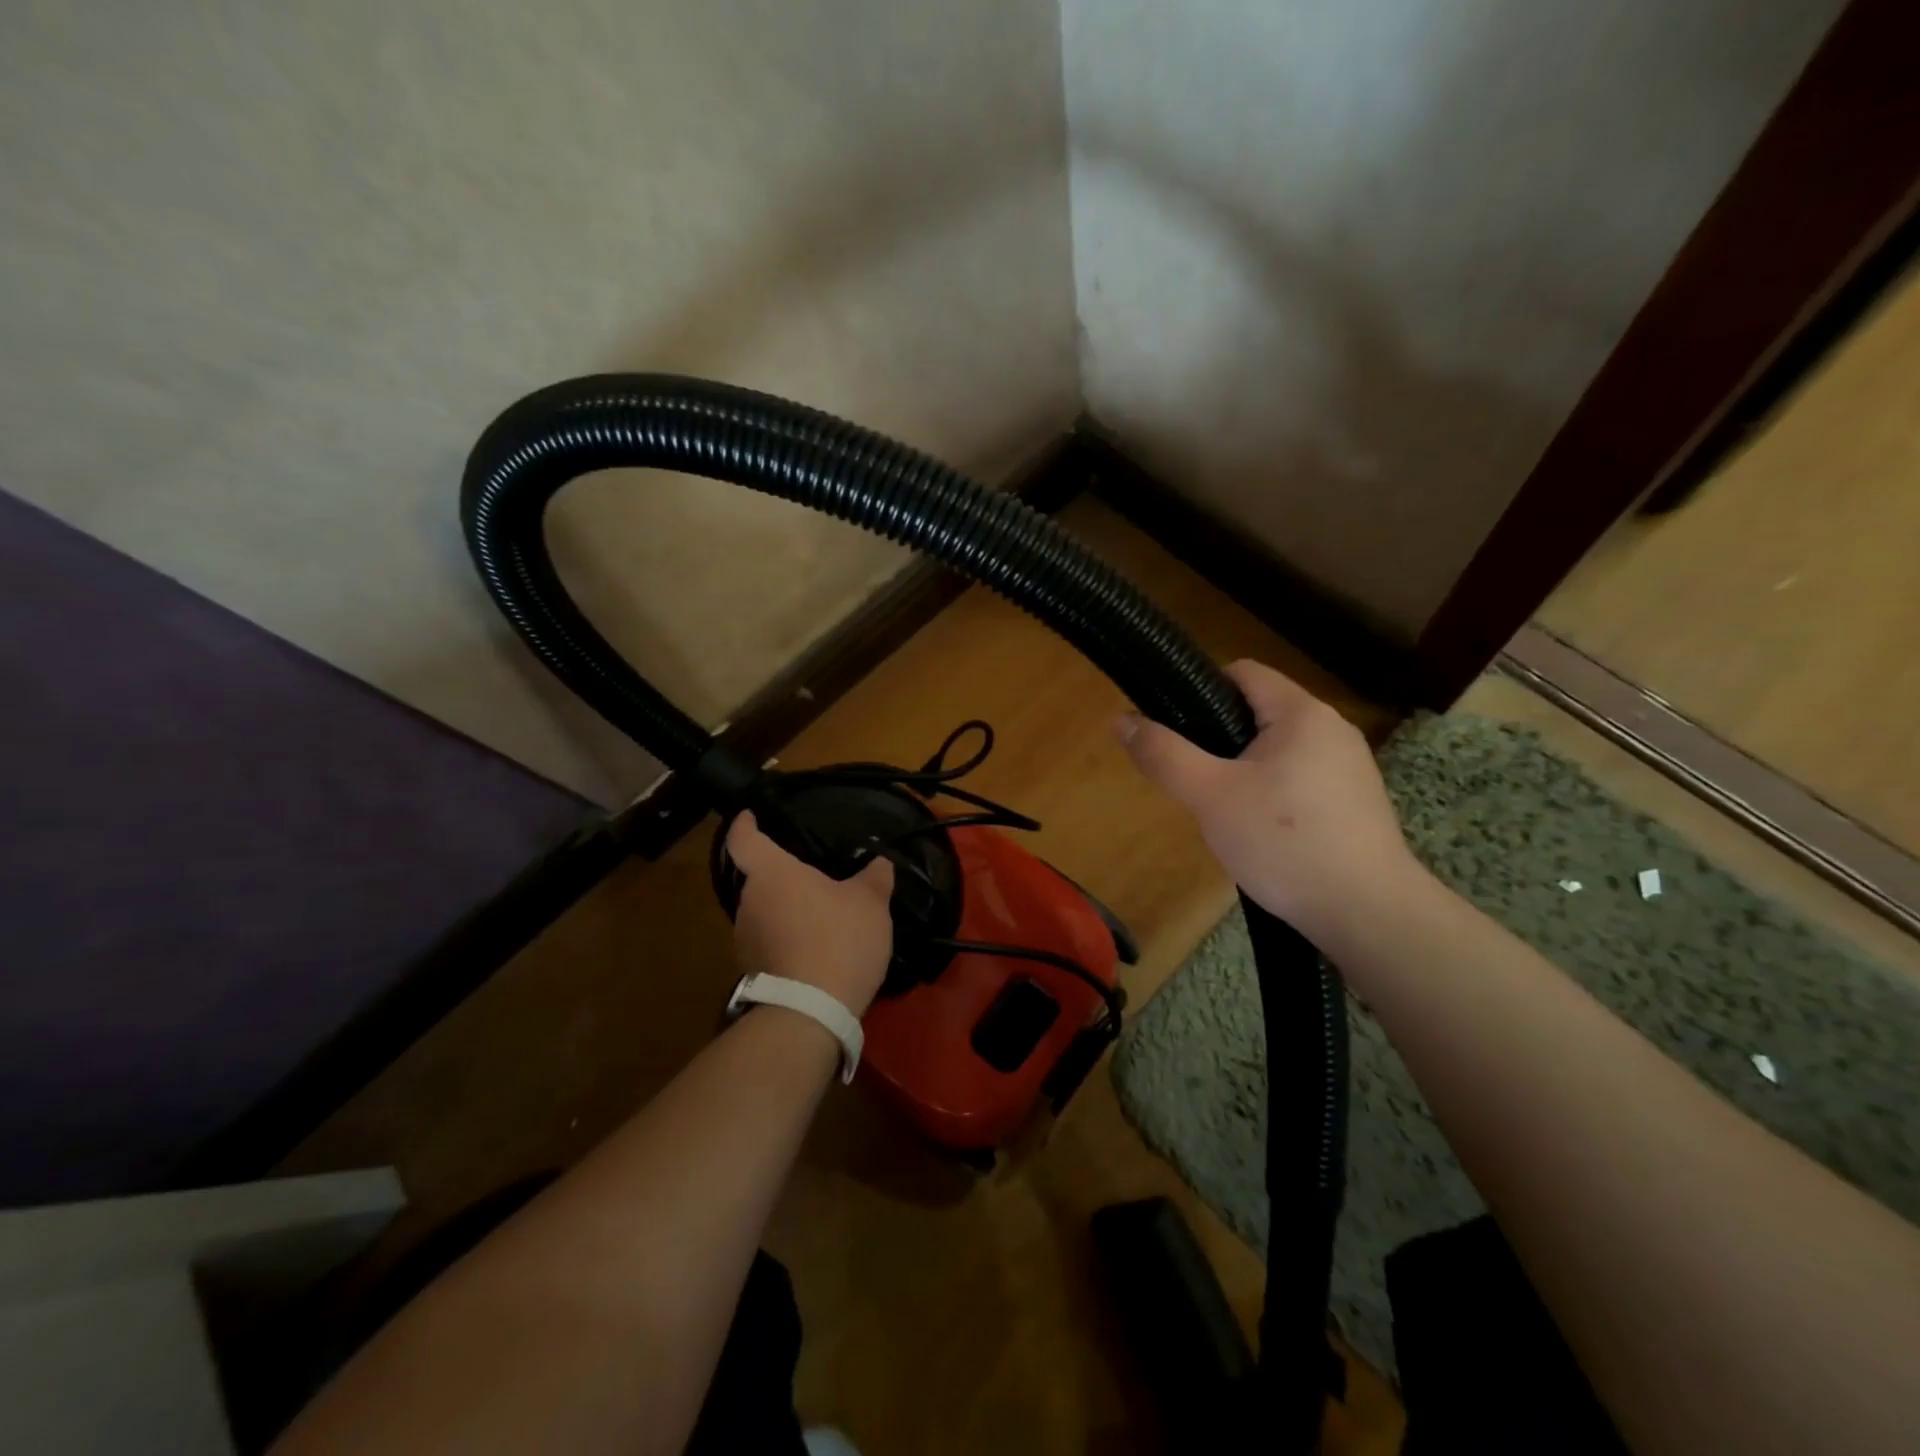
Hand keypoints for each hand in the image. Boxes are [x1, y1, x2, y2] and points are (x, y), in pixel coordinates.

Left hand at [726, 812, 896, 1016]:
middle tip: (811, 877)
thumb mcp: (870, 902)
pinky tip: (815, 948)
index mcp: (771, 873)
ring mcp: (745, 939)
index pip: (743, 839)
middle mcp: (749, 902)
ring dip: (785, 911)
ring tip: (818, 916)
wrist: (812, 1011)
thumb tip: (879, 862)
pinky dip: (787, 939)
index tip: (749, 816)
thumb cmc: (839, 938)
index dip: (744, 824)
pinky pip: (769, 942)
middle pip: (758, 878)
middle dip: (781, 877)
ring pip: (764, 912)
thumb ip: (874, 877)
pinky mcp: (752, 971)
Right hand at [1114, 659, 1420, 942]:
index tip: (1174, 729)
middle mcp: (1332, 729)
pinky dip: (1272, 795)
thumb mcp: (1210, 797)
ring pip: (1277, 750)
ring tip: (1223, 813)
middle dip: (1218, 740)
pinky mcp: (1356, 803)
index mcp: (1301, 713)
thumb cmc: (1284, 843)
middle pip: (1258, 712)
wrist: (1368, 914)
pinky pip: (1299, 780)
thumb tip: (1120, 720)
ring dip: (1243, 771)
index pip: (1242, 672)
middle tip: (1194, 782)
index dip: (1200, 689)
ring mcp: (1350, 767)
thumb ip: (1164, 755)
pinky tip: (1262, 835)